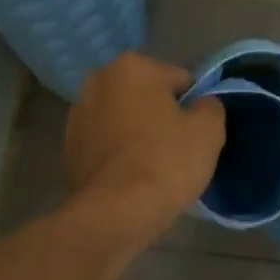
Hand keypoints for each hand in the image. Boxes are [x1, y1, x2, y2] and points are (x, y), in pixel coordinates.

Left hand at [63, 53, 225, 248]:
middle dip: (161, 116)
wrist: (115, 213)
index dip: (194, 107)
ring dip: (137, 133)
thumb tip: (202, 104)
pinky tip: (131, 178)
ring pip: (124, 119)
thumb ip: (210, 106)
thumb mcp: (209, 130)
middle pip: (147, 96)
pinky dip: (119, 154)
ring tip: (153, 167)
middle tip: (177, 150)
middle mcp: (98, 81)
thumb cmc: (166, 161)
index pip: (180, 80)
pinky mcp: (68, 148)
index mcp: (132, 66)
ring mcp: (77, 115)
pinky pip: (106, 144)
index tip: (196, 134)